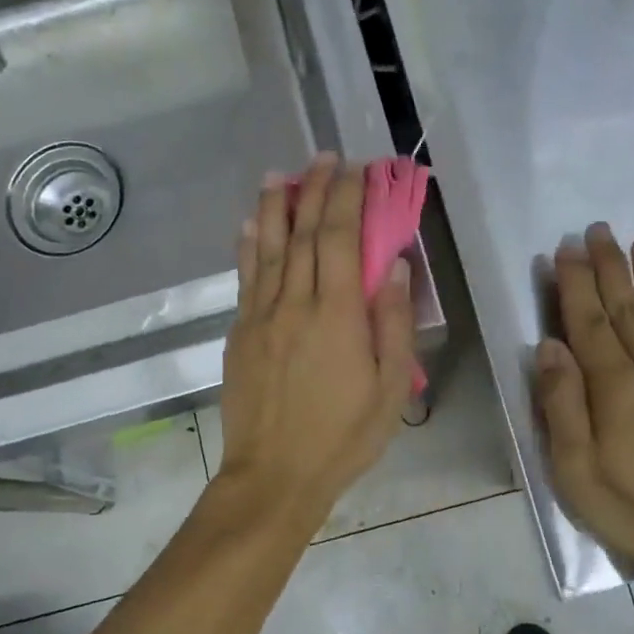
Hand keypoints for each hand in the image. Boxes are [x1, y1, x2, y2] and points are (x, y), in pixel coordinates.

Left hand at [215, 155, 415, 529]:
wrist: (274, 475)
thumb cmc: (343, 436)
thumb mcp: (389, 389)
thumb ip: (393, 323)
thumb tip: (393, 266)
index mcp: (336, 315)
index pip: (340, 239)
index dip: (348, 198)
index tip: (357, 169)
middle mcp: (294, 304)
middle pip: (303, 233)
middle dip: (315, 190)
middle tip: (325, 158)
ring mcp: (260, 316)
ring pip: (267, 248)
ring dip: (275, 206)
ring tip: (281, 175)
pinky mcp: (240, 334)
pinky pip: (245, 278)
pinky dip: (249, 246)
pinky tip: (251, 225)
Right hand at [536, 224, 633, 586]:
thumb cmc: (633, 509)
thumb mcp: (576, 470)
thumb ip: (561, 405)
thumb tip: (549, 347)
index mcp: (615, 387)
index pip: (588, 322)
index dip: (575, 284)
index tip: (565, 249)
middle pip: (625, 308)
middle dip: (609, 267)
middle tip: (598, 229)